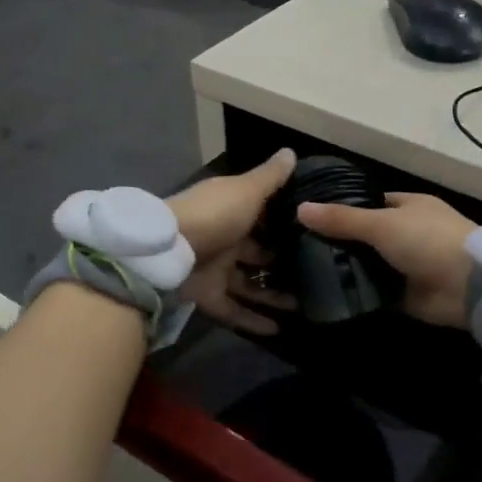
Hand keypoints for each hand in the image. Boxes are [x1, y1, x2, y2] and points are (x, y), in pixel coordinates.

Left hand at [168, 149, 298, 334]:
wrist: (166, 251)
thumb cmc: (213, 215)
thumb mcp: (246, 191)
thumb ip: (270, 177)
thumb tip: (291, 152)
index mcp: (230, 210)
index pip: (261, 215)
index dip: (284, 223)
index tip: (311, 232)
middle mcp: (223, 239)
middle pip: (256, 253)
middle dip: (282, 263)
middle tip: (314, 274)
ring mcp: (214, 269)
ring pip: (249, 285)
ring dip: (273, 295)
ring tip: (305, 305)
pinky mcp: (207, 296)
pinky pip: (234, 310)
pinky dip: (253, 320)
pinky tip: (279, 329)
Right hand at [296, 192, 476, 328]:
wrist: (468, 286)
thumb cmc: (428, 240)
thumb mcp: (381, 223)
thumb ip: (341, 220)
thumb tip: (300, 208)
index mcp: (408, 207)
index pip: (368, 203)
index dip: (341, 208)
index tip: (309, 218)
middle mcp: (407, 233)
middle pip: (365, 236)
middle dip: (338, 243)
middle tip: (298, 249)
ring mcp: (407, 266)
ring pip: (368, 265)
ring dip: (345, 270)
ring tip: (303, 273)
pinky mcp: (405, 295)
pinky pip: (374, 293)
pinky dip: (356, 294)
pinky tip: (325, 295)